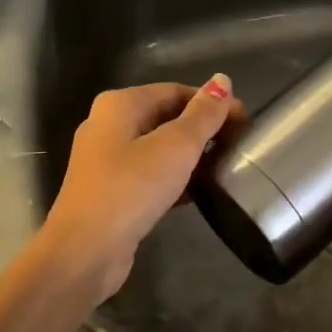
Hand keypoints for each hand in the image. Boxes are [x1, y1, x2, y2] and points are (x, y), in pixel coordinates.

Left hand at [39, 75, 242, 304]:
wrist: (86, 251)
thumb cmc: (132, 188)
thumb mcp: (177, 146)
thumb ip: (203, 114)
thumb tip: (222, 80)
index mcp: (120, 104)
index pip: (176, 91)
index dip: (212, 102)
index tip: (245, 121)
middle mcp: (108, 125)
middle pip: (165, 116)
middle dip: (202, 128)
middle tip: (238, 143)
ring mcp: (106, 161)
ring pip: (158, 147)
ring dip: (191, 154)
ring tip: (225, 165)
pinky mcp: (111, 191)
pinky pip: (150, 174)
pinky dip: (175, 177)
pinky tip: (200, 191)